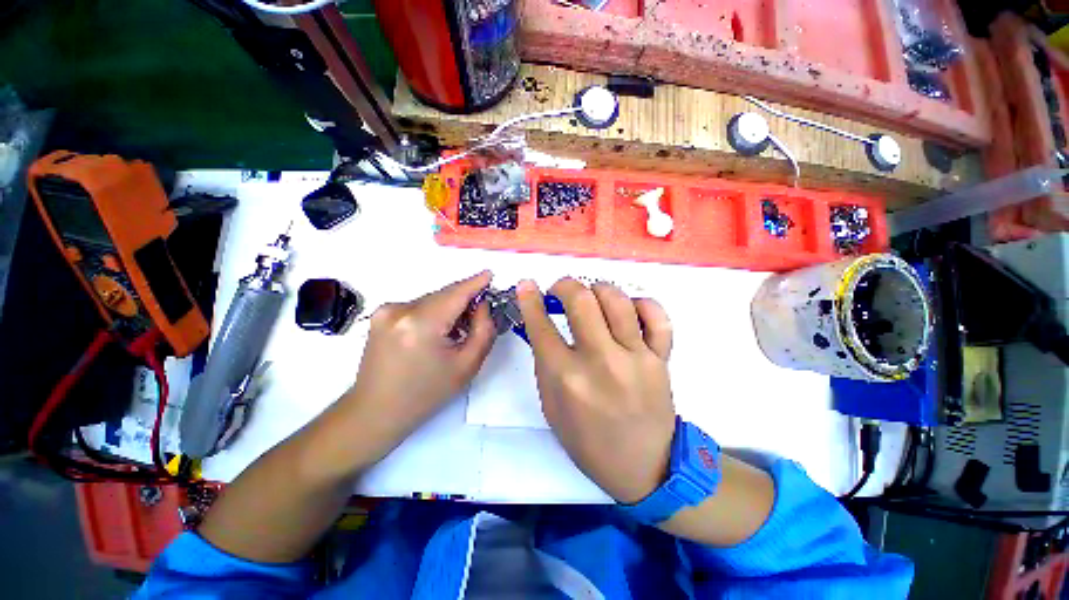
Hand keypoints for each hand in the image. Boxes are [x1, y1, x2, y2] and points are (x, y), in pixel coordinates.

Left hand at [338, 271, 495, 458]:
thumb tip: (482, 306)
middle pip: (443, 296)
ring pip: (431, 301)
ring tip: (459, 330)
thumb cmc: (426, 393)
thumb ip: (483, 330)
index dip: (475, 282)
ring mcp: (386, 311)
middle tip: (481, 313)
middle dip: (464, 300)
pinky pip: (418, 307)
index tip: (490, 274)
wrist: (376, 411)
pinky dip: (433, 313)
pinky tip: (438, 332)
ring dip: (449, 308)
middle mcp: (400, 309)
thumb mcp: (467, 366)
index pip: (456, 293)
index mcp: (421, 323)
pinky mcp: (380, 316)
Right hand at [516, 278, 674, 503]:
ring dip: (598, 289)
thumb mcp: (552, 406)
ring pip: (617, 301)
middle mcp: (601, 362)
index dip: (529, 299)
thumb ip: (545, 362)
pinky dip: (641, 304)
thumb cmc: (588, 441)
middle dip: (564, 285)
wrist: (643, 466)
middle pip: (581, 301)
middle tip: (560, 290)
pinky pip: (656, 317)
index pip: (541, 326)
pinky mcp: (661, 359)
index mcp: (567, 379)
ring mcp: (635, 358)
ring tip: (592, 297)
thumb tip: (541, 323)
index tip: (526, 285)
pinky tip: (629, 310)